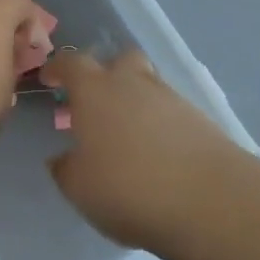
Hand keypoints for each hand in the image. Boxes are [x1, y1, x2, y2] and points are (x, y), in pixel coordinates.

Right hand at [39, 47, 239, 250]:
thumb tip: (63, 158)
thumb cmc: (129, 188)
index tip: (50, 79)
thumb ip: (66, 168)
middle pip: (119, 60)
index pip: (71, 63)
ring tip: (129, 135)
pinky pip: (171, 111)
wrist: (210, 200)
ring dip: (136, 100)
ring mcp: (170, 97)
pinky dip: (161, 124)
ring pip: (148, 84)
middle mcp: (132, 82)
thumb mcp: (80, 188)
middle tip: (97, 102)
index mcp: (95, 90)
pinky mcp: (200, 119)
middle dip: (107, 74)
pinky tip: (159, 153)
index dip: (58, 68)